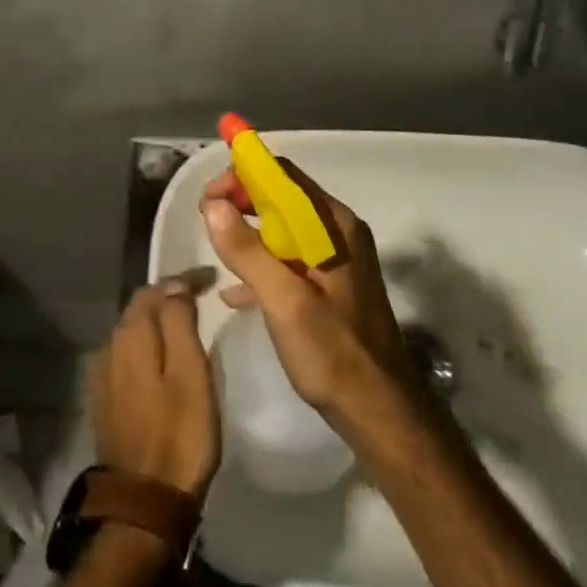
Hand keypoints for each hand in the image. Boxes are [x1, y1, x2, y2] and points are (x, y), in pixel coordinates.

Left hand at [90, 279, 220, 497]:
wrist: (143, 503)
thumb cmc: (179, 435)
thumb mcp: (190, 373)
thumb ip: (179, 323)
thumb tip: (175, 285)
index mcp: (130, 336)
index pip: (155, 289)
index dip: (183, 279)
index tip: (212, 279)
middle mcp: (109, 347)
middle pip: (139, 308)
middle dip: (168, 296)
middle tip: (202, 296)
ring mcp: (103, 375)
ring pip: (132, 331)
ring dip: (157, 321)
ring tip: (186, 321)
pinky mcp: (105, 399)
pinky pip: (128, 355)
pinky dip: (148, 345)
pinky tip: (163, 356)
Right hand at [201, 161, 419, 438]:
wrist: (379, 411)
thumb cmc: (333, 352)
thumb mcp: (284, 301)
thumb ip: (248, 251)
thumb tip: (213, 205)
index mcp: (333, 226)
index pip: (284, 177)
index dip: (243, 175)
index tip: (209, 194)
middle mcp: (338, 233)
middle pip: (283, 199)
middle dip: (242, 202)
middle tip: (206, 217)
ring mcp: (337, 260)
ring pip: (284, 230)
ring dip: (249, 233)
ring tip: (216, 247)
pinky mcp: (331, 286)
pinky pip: (290, 260)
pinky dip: (263, 264)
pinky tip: (236, 292)